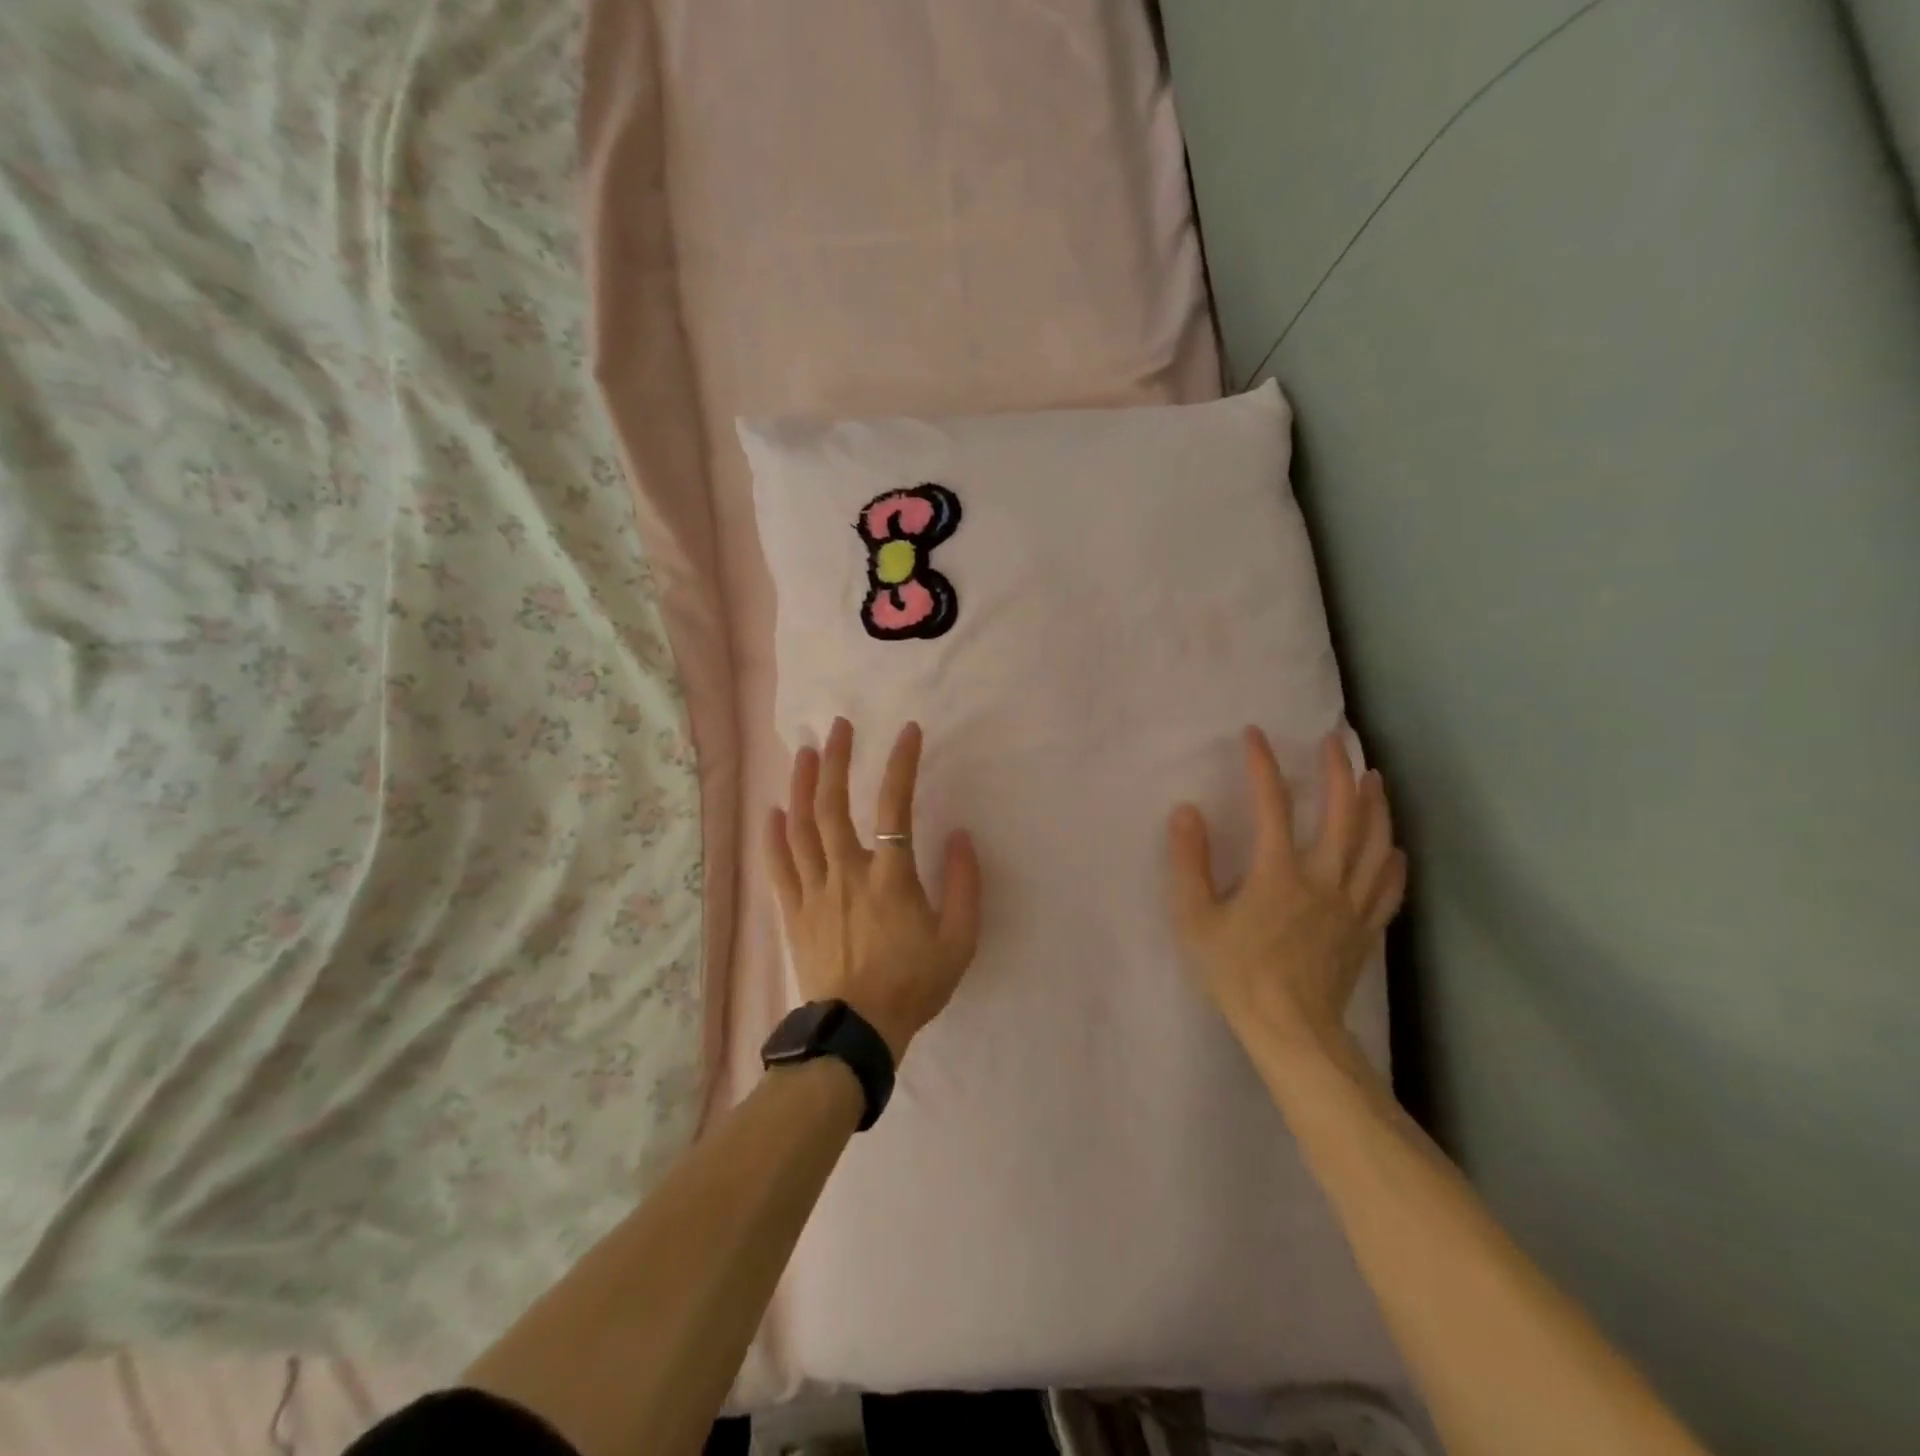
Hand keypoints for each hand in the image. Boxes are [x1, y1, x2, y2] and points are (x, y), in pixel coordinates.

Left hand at [766, 718, 983, 1062]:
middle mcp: (846, 873)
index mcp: (890, 878)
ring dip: (800, 786)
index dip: (901, 764)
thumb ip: (965, 886)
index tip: (908, 732)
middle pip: (833, 805)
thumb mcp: (959, 941)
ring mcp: (814, 891)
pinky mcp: (793, 912)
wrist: (859, 1031)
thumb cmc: (913, 985)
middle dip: (835, 760)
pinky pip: (779, 867)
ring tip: (803, 753)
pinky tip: (773, 811)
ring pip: (801, 827)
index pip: (895, 807)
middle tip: (838, 728)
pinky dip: (774, 836)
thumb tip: (962, 836)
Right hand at [1167, 728, 1406, 1060]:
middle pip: (1340, 813)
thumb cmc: (1236, 973)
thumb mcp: (1195, 919)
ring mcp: (1351, 904)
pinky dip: (1393, 862)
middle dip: (1337, 771)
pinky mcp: (1366, 930)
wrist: (1292, 1031)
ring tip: (1374, 778)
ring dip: (1375, 806)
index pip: (1272, 804)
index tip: (1255, 734)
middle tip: (1336, 741)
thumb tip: (1186, 811)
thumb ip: (1188, 863)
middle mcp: (1322, 878)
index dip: (1263, 764)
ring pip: (1373, 843)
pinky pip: (1388, 888)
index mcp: (1278, 872)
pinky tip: (1394, 847)